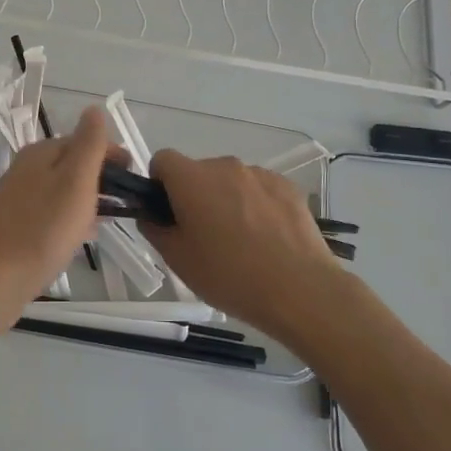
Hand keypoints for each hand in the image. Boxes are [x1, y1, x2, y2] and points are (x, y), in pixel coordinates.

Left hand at [0, 107, 113, 323]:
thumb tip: (94, 109)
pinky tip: (80, 236)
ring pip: (61, 190)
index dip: (111, 154)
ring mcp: (17, 199)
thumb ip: (89, 144)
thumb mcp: (76, 180)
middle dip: (99, 177)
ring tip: (108, 218)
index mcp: (40, 153)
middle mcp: (24, 170)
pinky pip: (50, 213)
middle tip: (125, 199)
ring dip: (86, 199)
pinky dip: (70, 218)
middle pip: (70, 165)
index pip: (83, 141)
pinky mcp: (14, 226)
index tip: (134, 176)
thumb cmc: (45, 227)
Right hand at [143, 150, 342, 339]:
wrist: (299, 290)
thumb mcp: (177, 260)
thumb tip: (150, 214)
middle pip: (198, 171)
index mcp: (191, 179)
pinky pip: (259, 189)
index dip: (159, 183)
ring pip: (230, 181)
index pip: (162, 160)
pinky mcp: (287, 187)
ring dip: (226, 200)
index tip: (167, 213)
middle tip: (203, 235)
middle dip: (194, 195)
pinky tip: (266, 239)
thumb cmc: (229, 275)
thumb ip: (154, 229)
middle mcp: (225, 166)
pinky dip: (255, 206)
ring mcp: (260, 174)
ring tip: (240, 241)